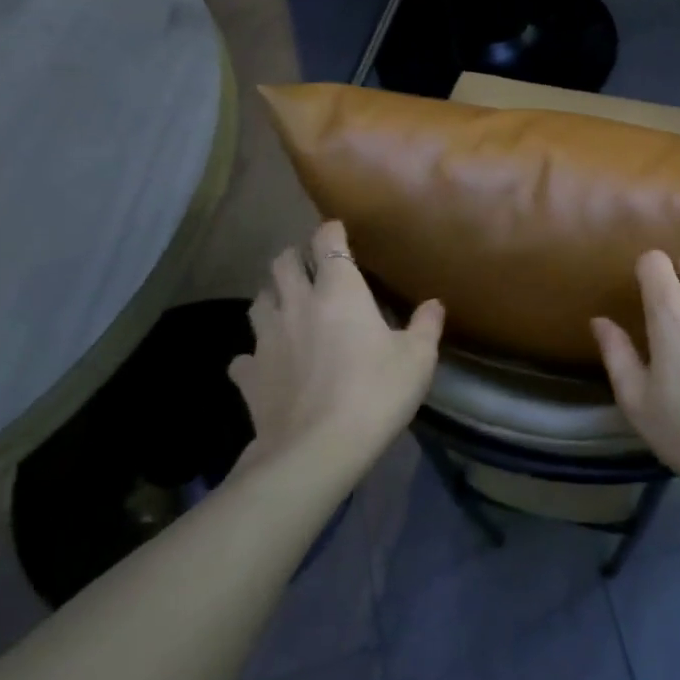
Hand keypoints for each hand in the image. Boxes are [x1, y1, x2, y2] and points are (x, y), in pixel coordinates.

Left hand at [227, 222, 442, 485]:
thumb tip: (434, 304)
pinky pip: (245, 355)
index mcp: (339, 292)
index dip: (331, 232)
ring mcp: (266, 338)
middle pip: (283, 263)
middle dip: (296, 257)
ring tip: (287, 306)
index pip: (327, 243)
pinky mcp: (249, 374)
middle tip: (311, 267)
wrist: (318, 448)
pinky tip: (267, 364)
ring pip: (259, 301)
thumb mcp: (417, 359)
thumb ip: (425, 325)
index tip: (338, 231)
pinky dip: (255, 354)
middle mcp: (297, 304)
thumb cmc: (376, 392)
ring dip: (272, 297)